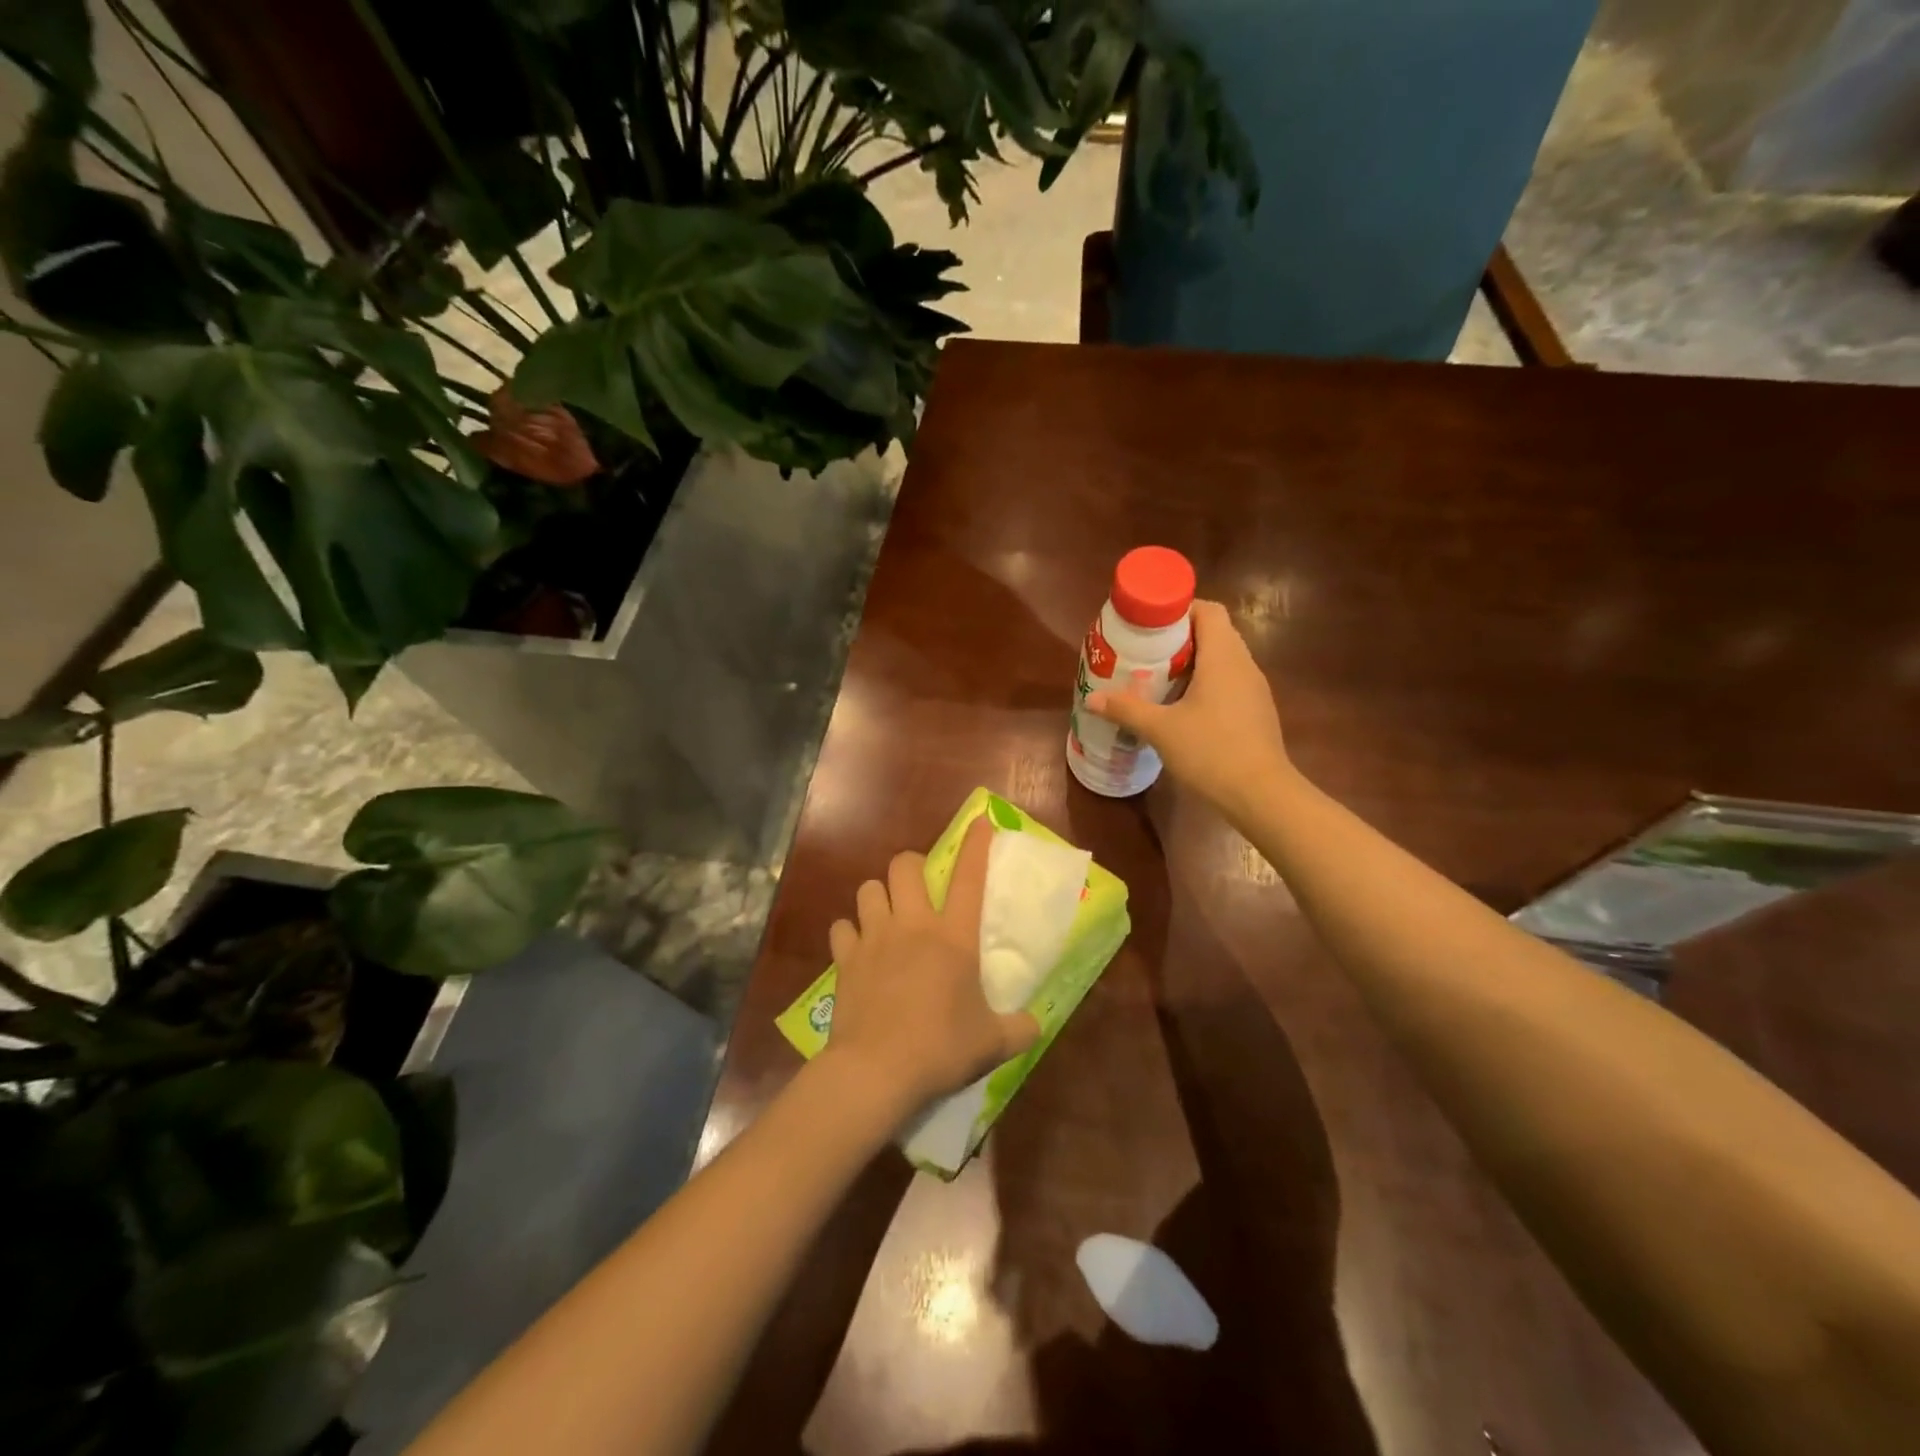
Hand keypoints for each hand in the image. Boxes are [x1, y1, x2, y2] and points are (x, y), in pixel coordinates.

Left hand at [825, 817, 1040, 1119]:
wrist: (877, 1070)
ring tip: (885, 915)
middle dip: (911, 865)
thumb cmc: (941, 1048)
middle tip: (918, 886)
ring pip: (868, 889)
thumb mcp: (992, 1043)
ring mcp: (874, 938)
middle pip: (903, 866)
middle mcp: (912, 925)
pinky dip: (849, 933)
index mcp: (954, 937)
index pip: (970, 878)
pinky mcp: (845, 959)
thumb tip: (1036, 1025)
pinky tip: (856, 949)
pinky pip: (842, 928)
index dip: (976, 845)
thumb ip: (1019, 1029)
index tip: (980, 821)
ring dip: (878, 896)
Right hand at [1086, 599, 1292, 818]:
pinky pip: (1230, 682)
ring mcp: (1255, 689)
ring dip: (1193, 662)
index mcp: (1223, 657)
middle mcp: (1244, 665)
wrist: (1261, 795)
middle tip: (1147, 651)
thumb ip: (1126, 710)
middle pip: (1215, 633)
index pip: (1208, 611)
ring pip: (1223, 659)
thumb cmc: (1211, 751)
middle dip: (1180, 637)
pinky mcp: (1256, 711)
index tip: (1151, 624)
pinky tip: (1183, 706)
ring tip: (1159, 677)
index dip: (1180, 609)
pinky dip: (1206, 683)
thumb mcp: (1161, 730)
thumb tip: (1092, 698)